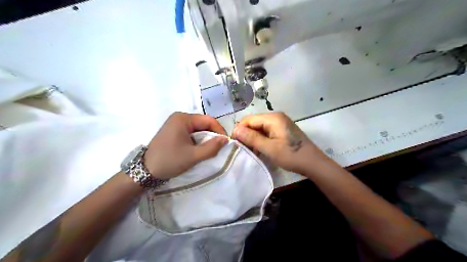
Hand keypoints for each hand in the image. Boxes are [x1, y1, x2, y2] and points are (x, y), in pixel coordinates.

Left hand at [144, 112, 227, 178]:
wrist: (145, 171)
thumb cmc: (169, 161)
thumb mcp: (193, 156)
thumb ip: (211, 147)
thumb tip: (225, 139)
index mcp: (183, 118)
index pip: (208, 120)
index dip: (219, 130)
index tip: (226, 143)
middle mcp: (179, 117)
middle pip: (203, 123)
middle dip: (212, 135)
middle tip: (218, 148)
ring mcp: (175, 124)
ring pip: (198, 128)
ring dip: (205, 138)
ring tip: (209, 149)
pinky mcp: (173, 131)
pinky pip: (191, 132)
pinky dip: (197, 140)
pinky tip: (199, 149)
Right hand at [232, 112, 324, 173]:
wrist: (313, 163)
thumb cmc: (291, 155)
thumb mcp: (269, 148)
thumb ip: (252, 138)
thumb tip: (235, 130)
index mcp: (273, 118)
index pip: (249, 119)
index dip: (239, 130)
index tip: (234, 144)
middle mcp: (276, 117)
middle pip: (254, 123)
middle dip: (246, 135)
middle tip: (242, 149)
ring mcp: (280, 123)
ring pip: (259, 128)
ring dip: (253, 139)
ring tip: (250, 152)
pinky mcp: (282, 130)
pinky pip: (266, 132)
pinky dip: (261, 140)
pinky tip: (259, 150)